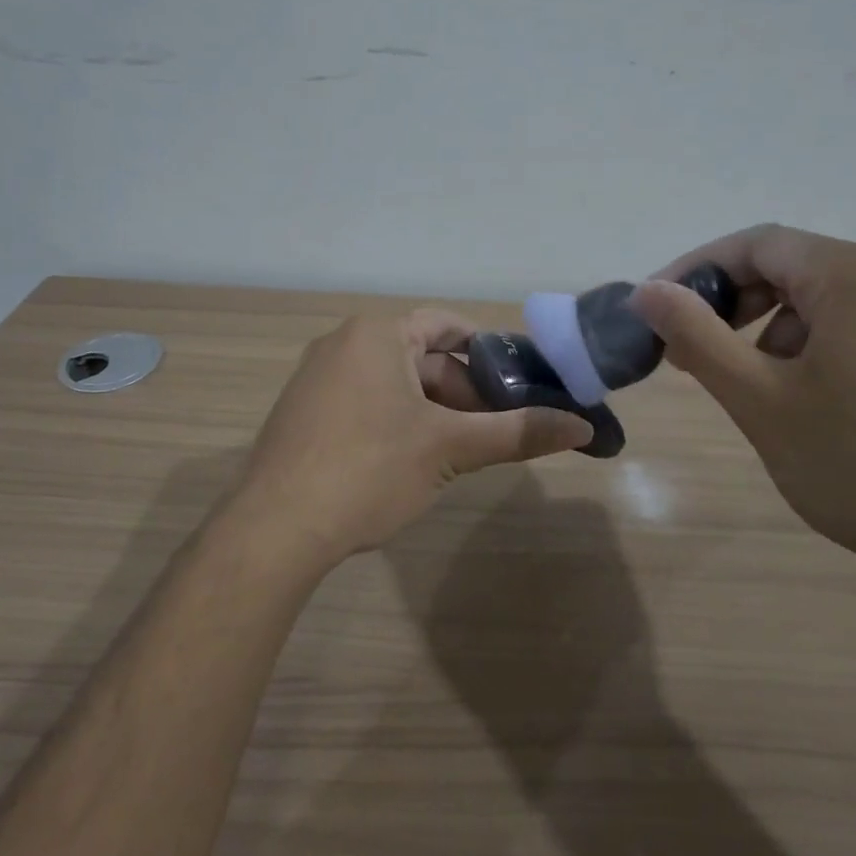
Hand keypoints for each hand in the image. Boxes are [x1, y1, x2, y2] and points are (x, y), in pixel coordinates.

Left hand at [232, 310, 593, 567]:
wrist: (274, 529)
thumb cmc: (368, 470)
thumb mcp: (449, 448)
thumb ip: (517, 433)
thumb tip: (582, 427)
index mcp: (376, 334)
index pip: (447, 326)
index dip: (489, 351)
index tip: (521, 382)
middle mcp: (342, 345)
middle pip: (422, 358)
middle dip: (464, 392)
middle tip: (500, 430)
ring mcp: (317, 380)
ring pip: (395, 386)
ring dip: (434, 412)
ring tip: (465, 452)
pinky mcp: (304, 415)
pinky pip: (365, 405)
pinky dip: (399, 424)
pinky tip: (414, 465)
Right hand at [630, 225, 855, 606]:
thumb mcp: (762, 402)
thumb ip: (696, 337)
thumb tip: (646, 291)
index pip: (755, 244)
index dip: (695, 271)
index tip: (657, 313)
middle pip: (796, 268)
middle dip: (736, 306)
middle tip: (697, 358)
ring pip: (834, 303)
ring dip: (779, 334)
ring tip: (762, 395)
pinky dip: (826, 352)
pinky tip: (824, 410)